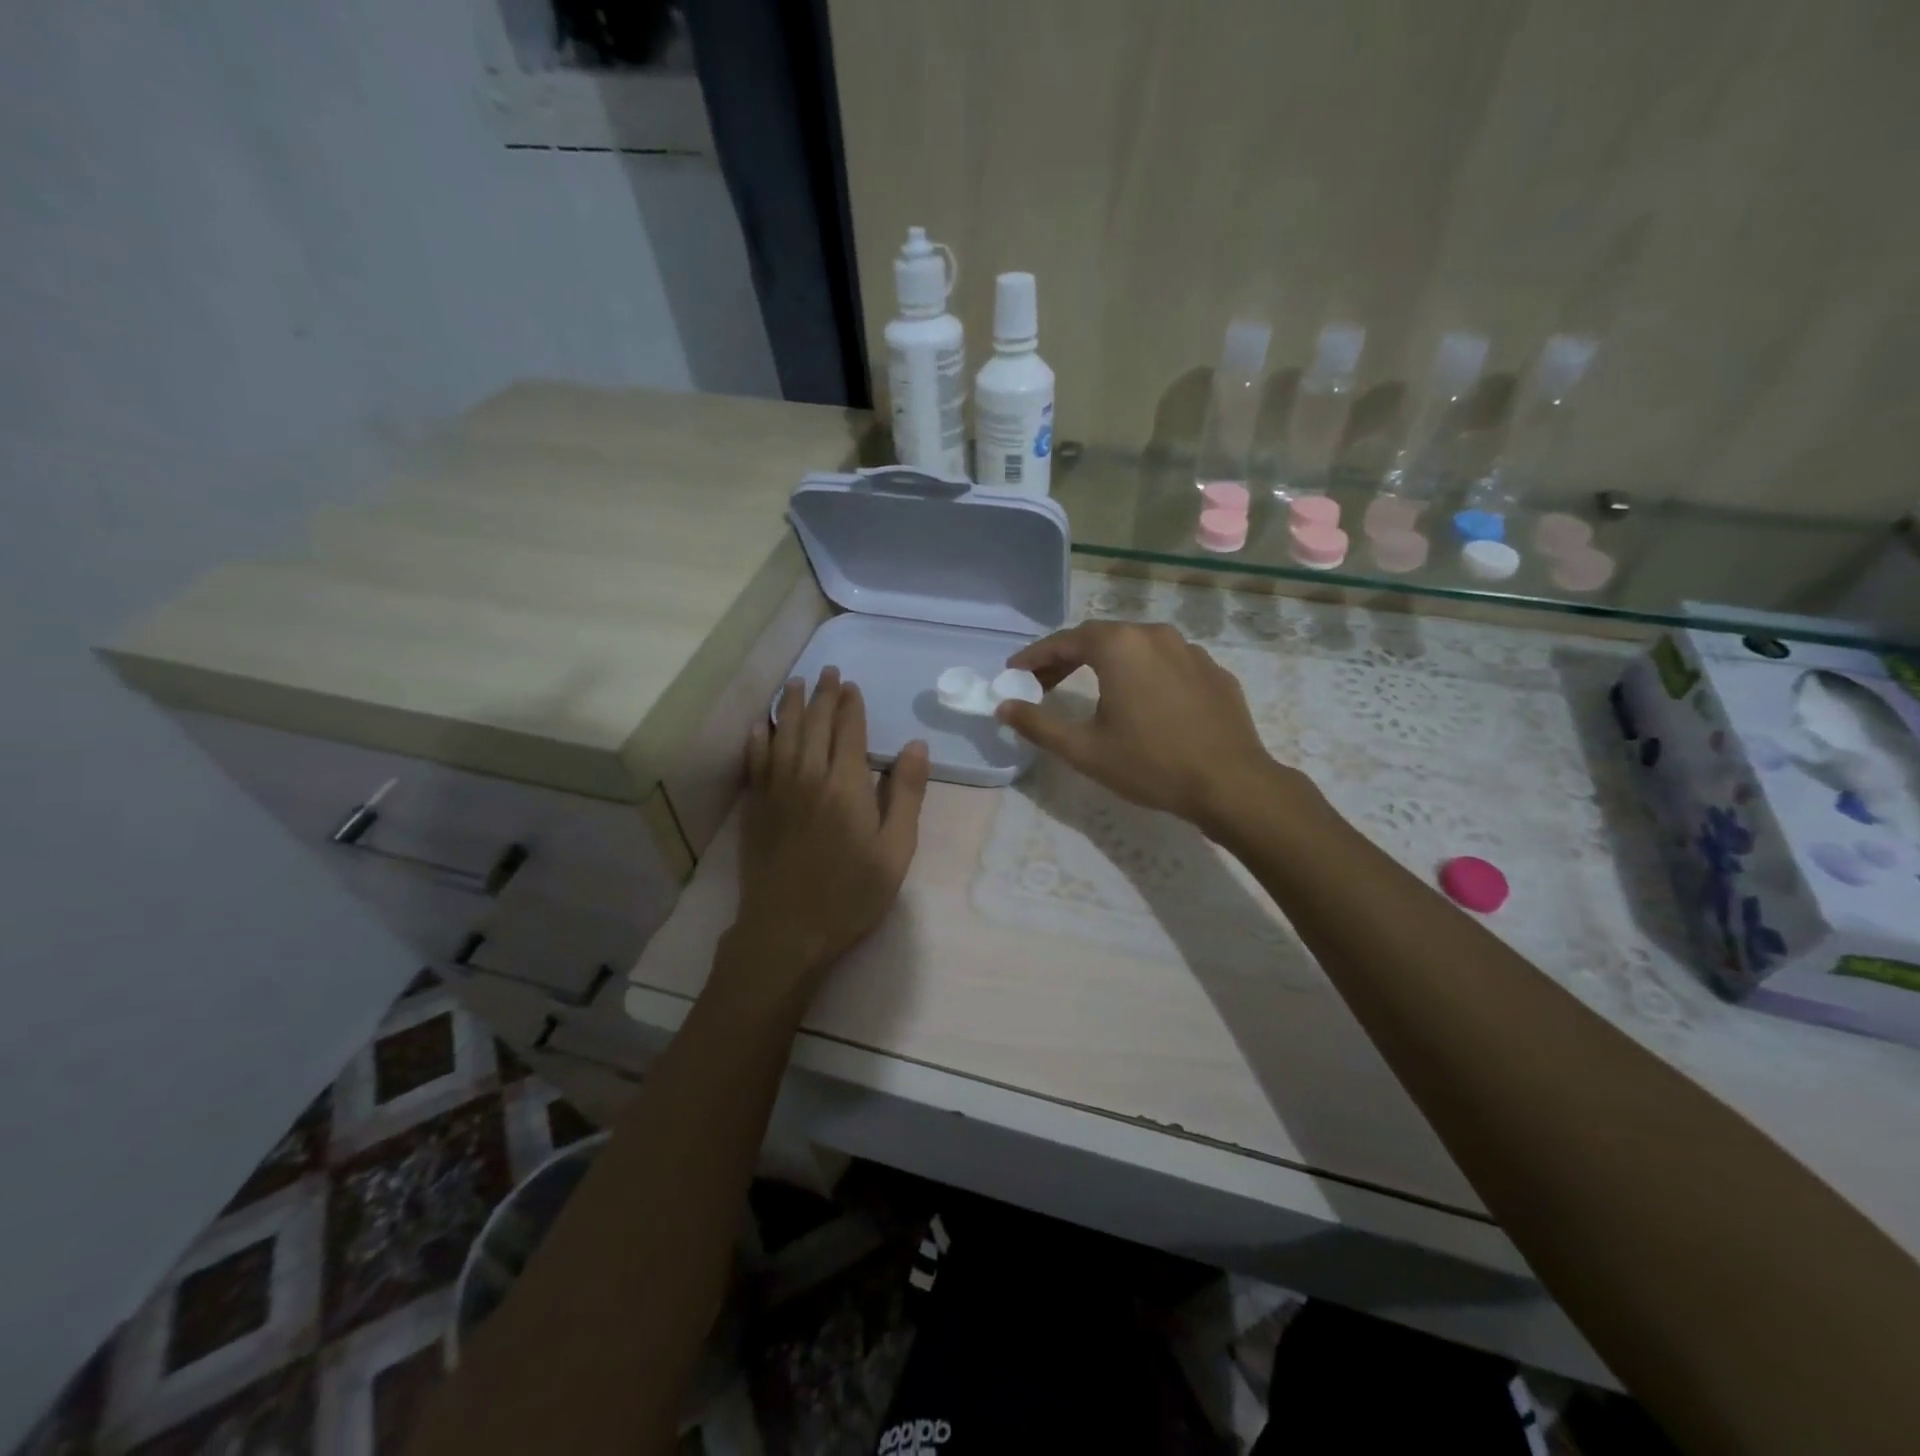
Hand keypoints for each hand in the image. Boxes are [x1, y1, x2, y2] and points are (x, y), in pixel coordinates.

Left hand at [722, 668, 929, 1008]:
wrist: (789, 931)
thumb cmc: (852, 894)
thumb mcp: (896, 850)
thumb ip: (905, 795)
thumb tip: (915, 745)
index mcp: (846, 784)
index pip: (848, 731)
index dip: (850, 705)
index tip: (851, 684)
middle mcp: (808, 777)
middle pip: (814, 725)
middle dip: (823, 695)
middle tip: (827, 671)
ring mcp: (776, 791)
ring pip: (782, 735)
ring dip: (790, 706)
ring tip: (795, 683)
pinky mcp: (756, 809)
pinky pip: (755, 763)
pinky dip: (758, 740)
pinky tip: (759, 726)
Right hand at [995, 621, 1281, 834]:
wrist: (1230, 783)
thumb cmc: (1150, 764)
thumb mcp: (1084, 749)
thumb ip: (1038, 724)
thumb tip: (1003, 707)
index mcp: (1120, 645)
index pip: (1064, 641)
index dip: (1035, 656)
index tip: (1014, 672)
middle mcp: (1154, 634)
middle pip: (1099, 638)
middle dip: (1066, 658)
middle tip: (1043, 683)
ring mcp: (1189, 650)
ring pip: (1135, 648)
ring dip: (1106, 663)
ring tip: (1089, 688)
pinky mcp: (1213, 671)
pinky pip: (1166, 663)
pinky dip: (1142, 674)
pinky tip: (1140, 701)